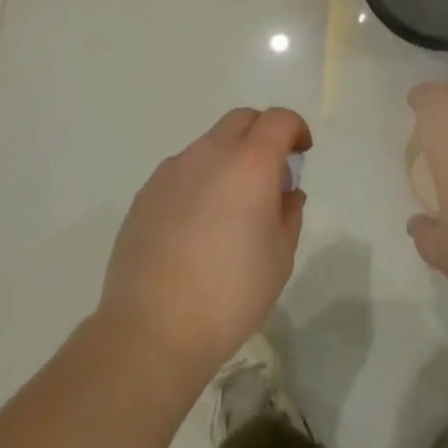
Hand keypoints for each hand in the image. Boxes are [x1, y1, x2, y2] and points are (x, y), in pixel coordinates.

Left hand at [98, 107, 311, 385]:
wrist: (152, 327)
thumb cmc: (230, 293)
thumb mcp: (280, 257)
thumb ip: (289, 213)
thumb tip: (285, 192)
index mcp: (250, 163)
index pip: (279, 120)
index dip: (296, 130)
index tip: (301, 154)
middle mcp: (209, 153)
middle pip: (242, 120)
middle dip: (262, 134)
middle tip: (270, 174)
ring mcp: (172, 170)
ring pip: (209, 144)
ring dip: (228, 159)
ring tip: (230, 207)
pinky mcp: (146, 192)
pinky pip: (182, 170)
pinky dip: (199, 180)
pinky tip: (196, 225)